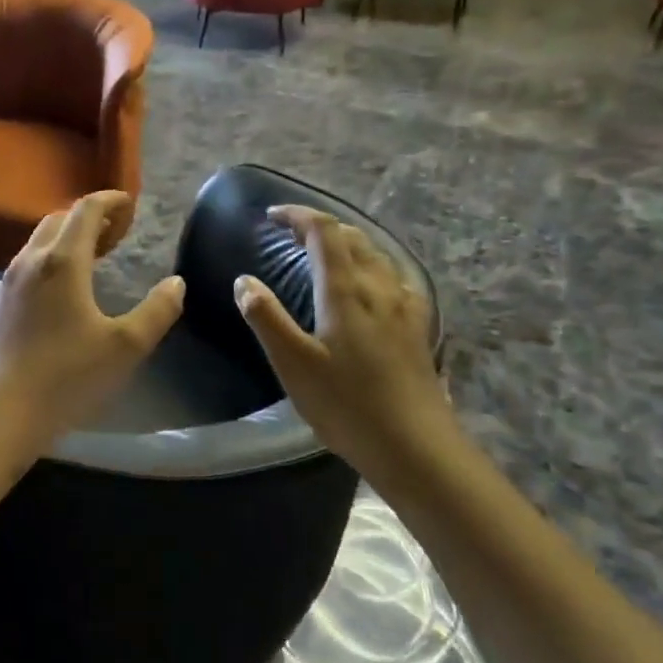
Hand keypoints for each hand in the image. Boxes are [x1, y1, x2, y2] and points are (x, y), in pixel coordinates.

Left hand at [0, 192, 184, 454]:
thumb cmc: (66, 378)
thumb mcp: (125, 347)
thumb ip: (157, 311)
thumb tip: (176, 283)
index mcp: (62, 263)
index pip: (85, 211)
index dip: (109, 201)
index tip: (128, 203)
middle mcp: (27, 263)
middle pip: (57, 221)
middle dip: (87, 218)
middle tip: (114, 232)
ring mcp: (3, 286)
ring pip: (35, 246)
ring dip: (63, 242)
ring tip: (88, 260)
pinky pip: (20, 273)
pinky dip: (44, 267)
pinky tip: (54, 297)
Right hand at [232, 205, 454, 474]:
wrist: (416, 446)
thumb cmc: (347, 406)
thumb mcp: (293, 364)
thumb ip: (266, 318)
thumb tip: (244, 281)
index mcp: (346, 291)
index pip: (324, 233)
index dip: (298, 216)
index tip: (272, 216)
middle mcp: (379, 288)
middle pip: (353, 238)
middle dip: (321, 227)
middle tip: (291, 234)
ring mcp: (404, 307)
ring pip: (377, 256)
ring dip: (348, 244)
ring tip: (325, 254)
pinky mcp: (417, 328)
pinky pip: (395, 279)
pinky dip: (374, 267)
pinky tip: (372, 286)